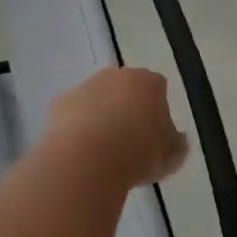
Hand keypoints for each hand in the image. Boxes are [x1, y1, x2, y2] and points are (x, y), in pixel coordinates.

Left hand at [41, 67, 189, 190]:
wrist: (85, 160)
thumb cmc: (137, 154)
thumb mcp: (171, 157)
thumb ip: (176, 144)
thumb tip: (176, 139)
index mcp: (148, 82)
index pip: (158, 88)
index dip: (158, 111)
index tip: (155, 136)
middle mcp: (116, 76)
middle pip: (126, 89)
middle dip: (128, 108)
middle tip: (130, 142)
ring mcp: (86, 86)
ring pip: (99, 99)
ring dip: (102, 116)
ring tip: (103, 151)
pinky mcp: (60, 102)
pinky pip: (75, 113)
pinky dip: (79, 126)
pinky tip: (81, 151)